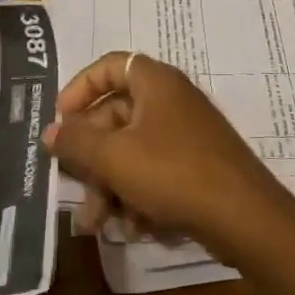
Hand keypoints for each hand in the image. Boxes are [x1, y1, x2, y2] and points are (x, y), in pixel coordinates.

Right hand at [42, 51, 294, 264]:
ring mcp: (187, 135)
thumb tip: (48, 131)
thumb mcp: (113, 157)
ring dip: (110, 186)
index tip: (61, 120)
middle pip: (116, 117)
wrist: (245, 218)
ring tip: (100, 224)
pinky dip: (138, 195)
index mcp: (155, 83)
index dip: (80, 88)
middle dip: (91, 159)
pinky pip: (155, 172)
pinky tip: (135, 228)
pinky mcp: (197, 166)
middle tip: (74, 189)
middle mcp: (172, 101)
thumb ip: (75, 142)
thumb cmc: (173, 173)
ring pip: (132, 152)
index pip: (109, 66)